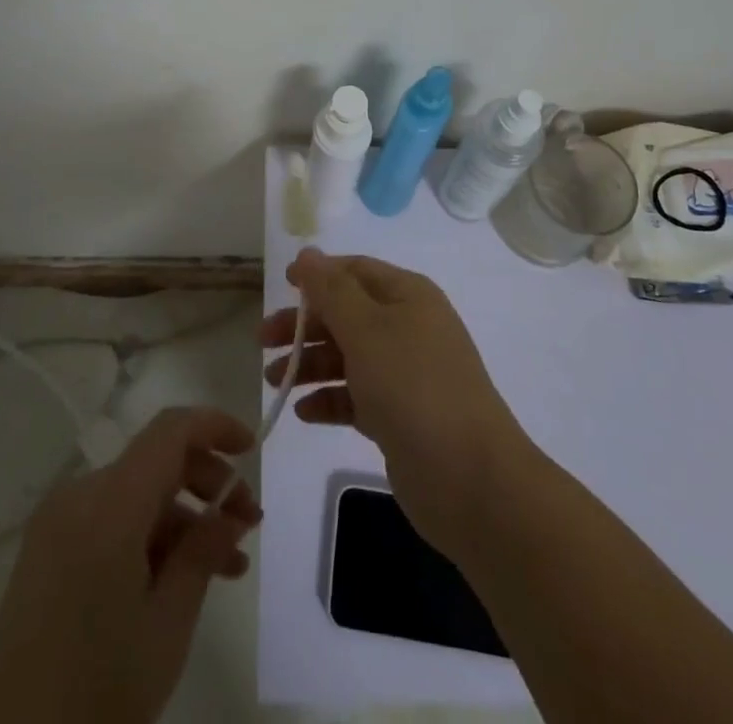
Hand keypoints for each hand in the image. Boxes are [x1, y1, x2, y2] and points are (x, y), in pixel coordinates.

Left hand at [0, 407, 260, 723]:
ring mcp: (59, 521)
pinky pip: (111, 520)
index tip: (252, 449)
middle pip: (156, 461)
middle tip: (249, 523)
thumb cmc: (95, 690)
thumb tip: (230, 512)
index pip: (170, 431)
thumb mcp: (166, 626)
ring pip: (137, 494)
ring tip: (228, 564)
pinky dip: (150, 535)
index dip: (215, 427)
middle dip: (208, 482)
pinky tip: (181, 578)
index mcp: (109, 503)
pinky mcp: (48, 549)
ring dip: (184, 517)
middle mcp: (80, 495)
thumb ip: (202, 553)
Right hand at [262, 247, 531, 555]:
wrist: (469, 478)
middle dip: (304, 324)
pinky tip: (303, 412)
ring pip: (347, 357)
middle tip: (263, 341)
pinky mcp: (399, 417)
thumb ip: (331, 290)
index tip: (280, 285)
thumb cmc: (413, 386)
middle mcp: (407, 328)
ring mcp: (405, 374)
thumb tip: (308, 253)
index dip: (318, 274)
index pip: (355, 271)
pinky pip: (355, 397)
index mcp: (407, 296)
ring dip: (310, 364)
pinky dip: (329, 400)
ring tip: (274, 381)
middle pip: (346, 314)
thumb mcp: (366, 328)